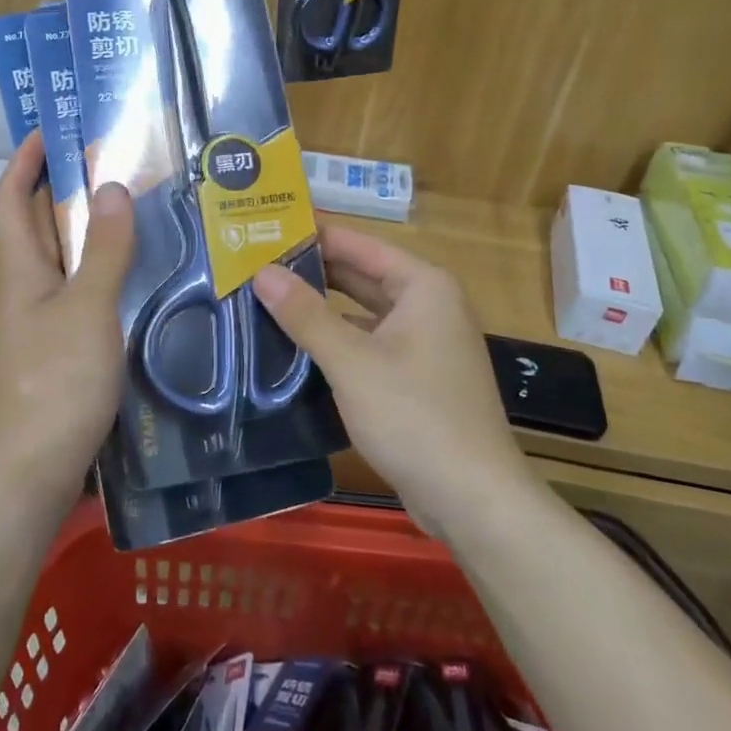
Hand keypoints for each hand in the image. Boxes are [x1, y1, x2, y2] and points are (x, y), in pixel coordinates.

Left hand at [0, 131, 134, 496]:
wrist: (33, 471)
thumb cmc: (57, 382)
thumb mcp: (88, 308)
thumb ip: (105, 249)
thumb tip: (112, 185)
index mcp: (21, 270)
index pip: (12, 198)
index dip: (25, 159)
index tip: (52, 129)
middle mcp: (24, 290)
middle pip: (38, 225)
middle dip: (64, 188)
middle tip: (113, 162)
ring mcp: (40, 323)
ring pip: (62, 261)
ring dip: (88, 231)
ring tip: (135, 210)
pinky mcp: (59, 351)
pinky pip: (79, 293)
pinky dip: (102, 272)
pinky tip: (138, 276)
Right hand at [253, 225, 531, 528]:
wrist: (474, 501)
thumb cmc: (414, 415)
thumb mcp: (351, 362)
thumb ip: (305, 314)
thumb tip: (262, 272)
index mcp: (423, 286)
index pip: (359, 244)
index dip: (313, 236)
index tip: (267, 229)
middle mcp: (428, 305)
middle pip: (362, 275)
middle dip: (312, 271)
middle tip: (256, 264)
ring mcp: (425, 343)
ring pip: (363, 313)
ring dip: (321, 308)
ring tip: (267, 299)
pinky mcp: (417, 378)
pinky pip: (370, 344)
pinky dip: (337, 340)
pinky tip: (297, 346)